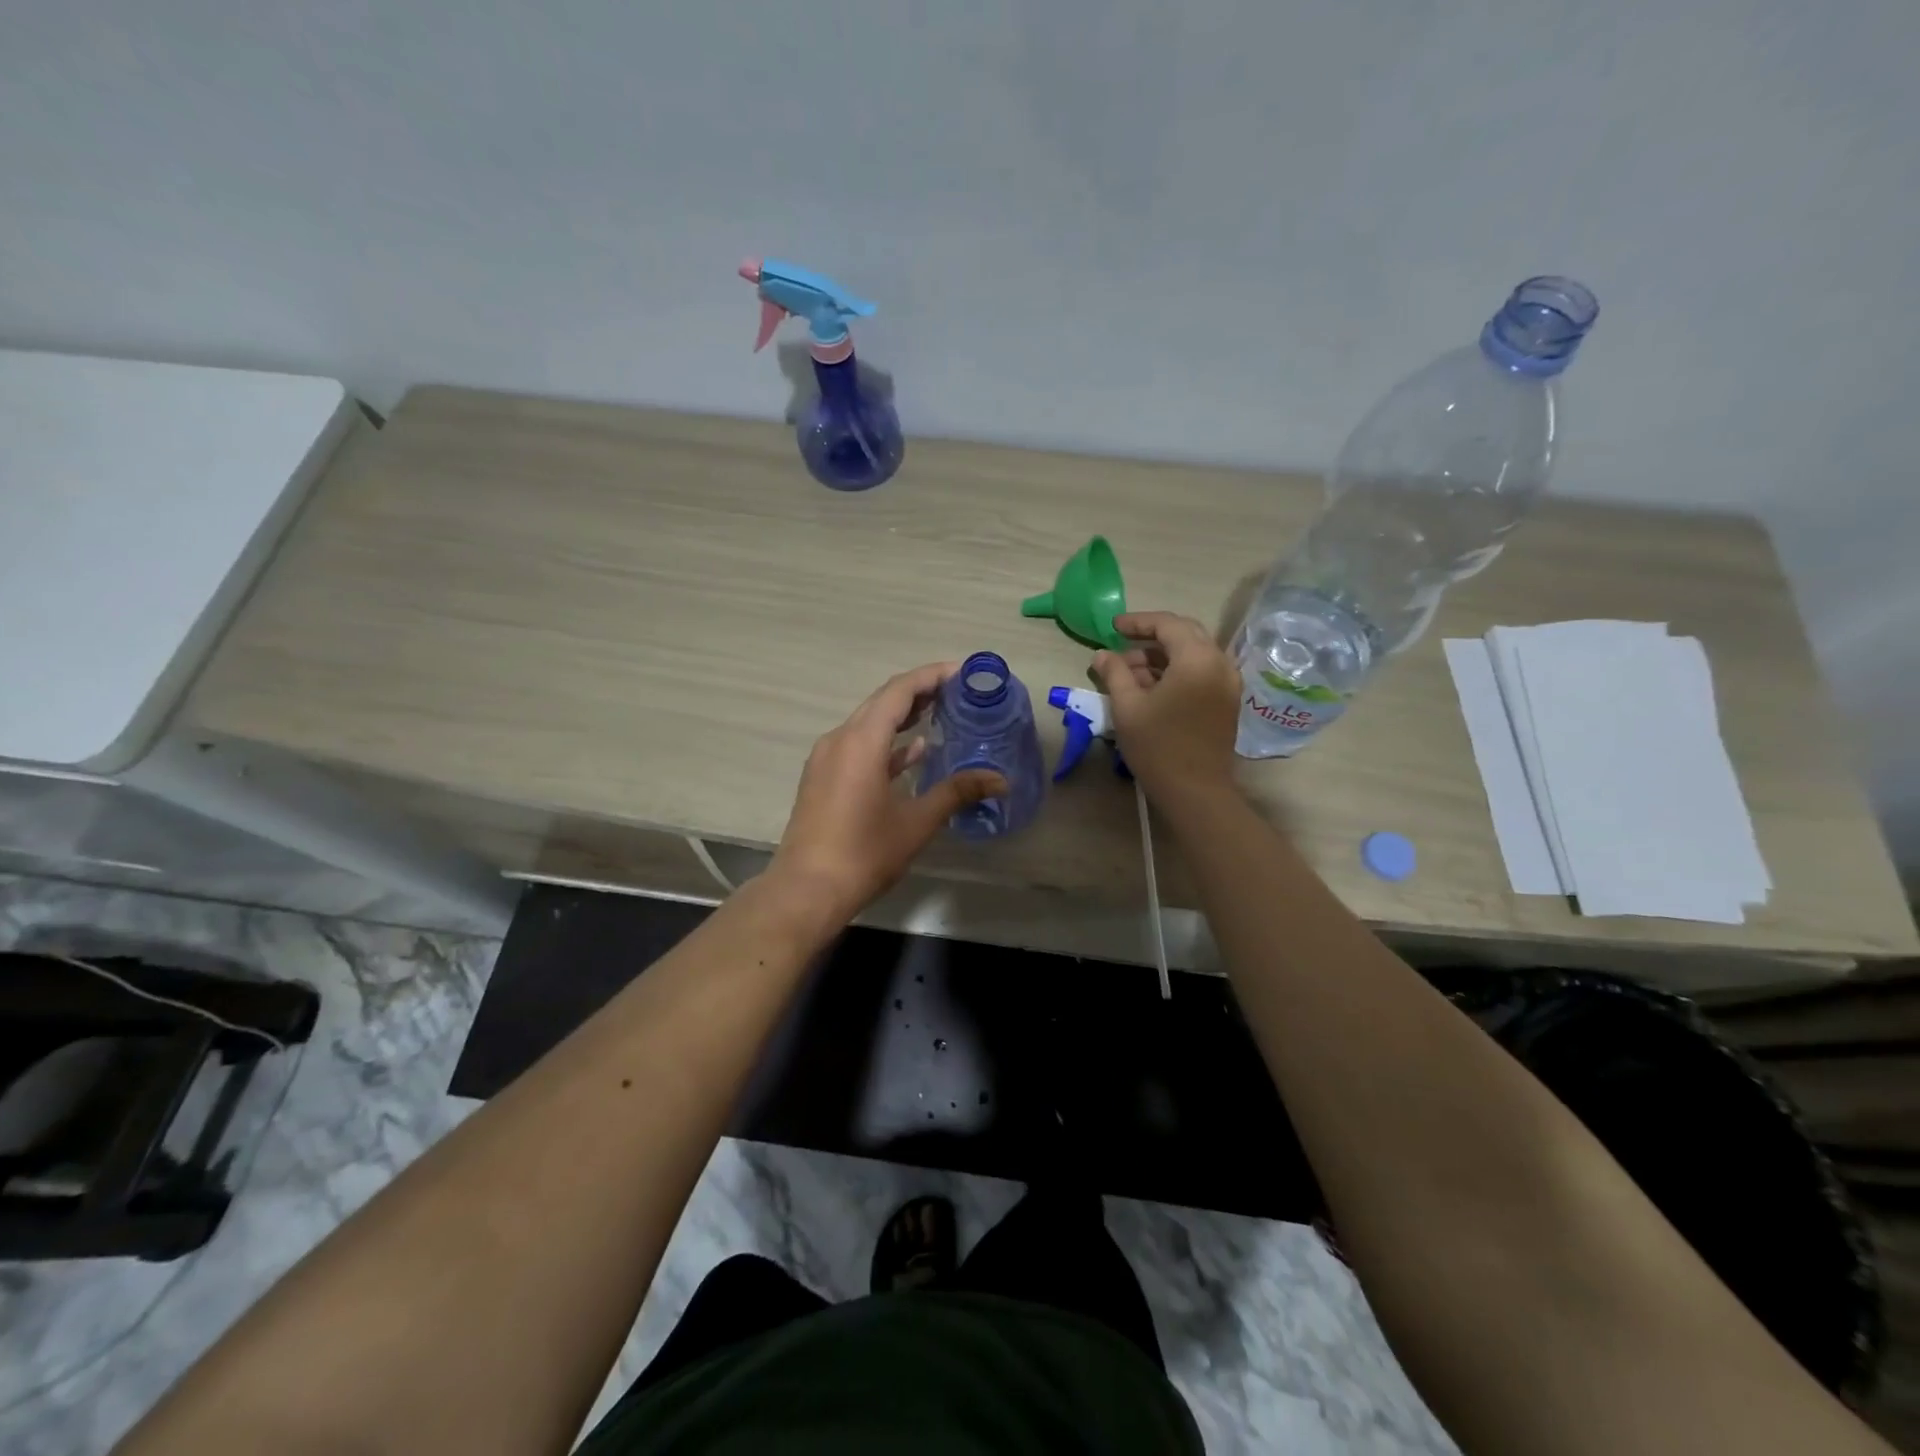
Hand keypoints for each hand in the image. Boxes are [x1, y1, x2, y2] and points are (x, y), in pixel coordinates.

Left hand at [770, 663, 1005, 922]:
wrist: (806, 890)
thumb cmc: (864, 853)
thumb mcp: (916, 822)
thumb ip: (957, 792)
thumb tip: (1000, 780)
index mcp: (862, 741)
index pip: (899, 690)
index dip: (931, 676)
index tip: (962, 672)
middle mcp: (840, 739)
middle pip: (882, 701)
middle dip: (920, 692)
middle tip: (958, 691)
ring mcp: (827, 759)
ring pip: (869, 723)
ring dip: (903, 716)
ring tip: (941, 713)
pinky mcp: (823, 778)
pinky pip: (859, 746)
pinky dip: (887, 744)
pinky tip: (915, 752)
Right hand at [1093, 612, 1241, 805]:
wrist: (1195, 791)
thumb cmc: (1157, 747)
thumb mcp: (1127, 707)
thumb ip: (1114, 673)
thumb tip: (1102, 654)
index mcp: (1197, 659)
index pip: (1168, 624)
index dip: (1138, 622)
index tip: (1113, 627)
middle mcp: (1220, 663)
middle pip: (1185, 634)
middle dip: (1152, 636)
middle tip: (1122, 644)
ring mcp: (1228, 682)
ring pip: (1194, 653)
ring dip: (1163, 655)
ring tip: (1130, 671)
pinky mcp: (1228, 700)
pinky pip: (1202, 671)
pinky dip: (1178, 670)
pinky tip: (1152, 686)